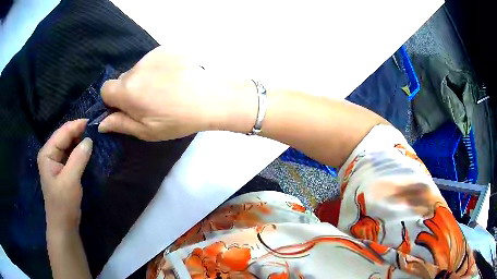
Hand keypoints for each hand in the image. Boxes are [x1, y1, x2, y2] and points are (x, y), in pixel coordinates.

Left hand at [37, 119, 92, 233]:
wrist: (63, 225)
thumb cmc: (63, 203)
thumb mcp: (70, 180)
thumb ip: (78, 158)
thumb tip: (89, 140)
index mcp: (47, 153)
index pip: (62, 133)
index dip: (76, 126)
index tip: (92, 122)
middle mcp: (49, 154)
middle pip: (64, 137)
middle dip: (78, 132)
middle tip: (94, 129)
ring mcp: (55, 161)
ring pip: (68, 145)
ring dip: (79, 141)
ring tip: (93, 136)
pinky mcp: (62, 169)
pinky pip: (70, 154)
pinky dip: (78, 150)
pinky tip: (87, 149)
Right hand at [99, 46, 256, 140]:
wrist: (211, 97)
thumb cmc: (177, 119)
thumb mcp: (147, 131)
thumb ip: (121, 124)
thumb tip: (101, 123)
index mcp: (127, 90)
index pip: (106, 90)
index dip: (113, 100)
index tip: (127, 108)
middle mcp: (135, 69)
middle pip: (123, 79)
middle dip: (130, 90)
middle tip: (151, 101)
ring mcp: (152, 55)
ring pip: (139, 69)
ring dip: (145, 78)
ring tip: (166, 89)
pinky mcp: (167, 49)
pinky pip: (155, 60)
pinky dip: (159, 68)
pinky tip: (175, 77)